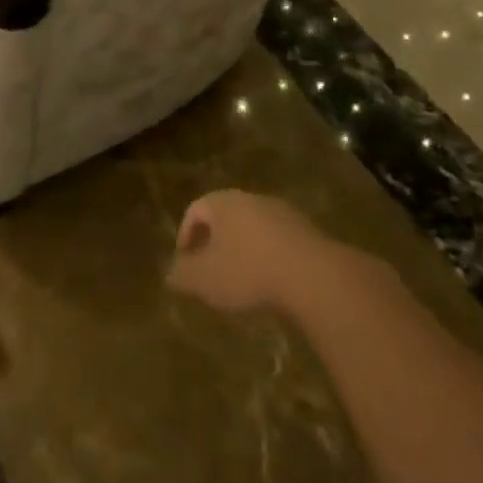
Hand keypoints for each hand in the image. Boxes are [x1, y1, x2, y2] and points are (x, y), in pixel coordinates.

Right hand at [166, 190, 330, 315]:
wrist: (312, 276)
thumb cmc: (248, 272)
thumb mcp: (204, 280)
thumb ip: (182, 275)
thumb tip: (170, 273)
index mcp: (222, 203)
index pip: (196, 209)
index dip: (186, 235)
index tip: (185, 262)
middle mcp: (251, 199)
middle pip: (226, 216)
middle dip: (216, 242)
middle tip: (212, 271)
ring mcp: (282, 213)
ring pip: (253, 228)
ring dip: (244, 250)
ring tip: (243, 282)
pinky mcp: (307, 232)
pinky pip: (278, 241)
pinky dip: (269, 258)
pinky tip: (272, 284)